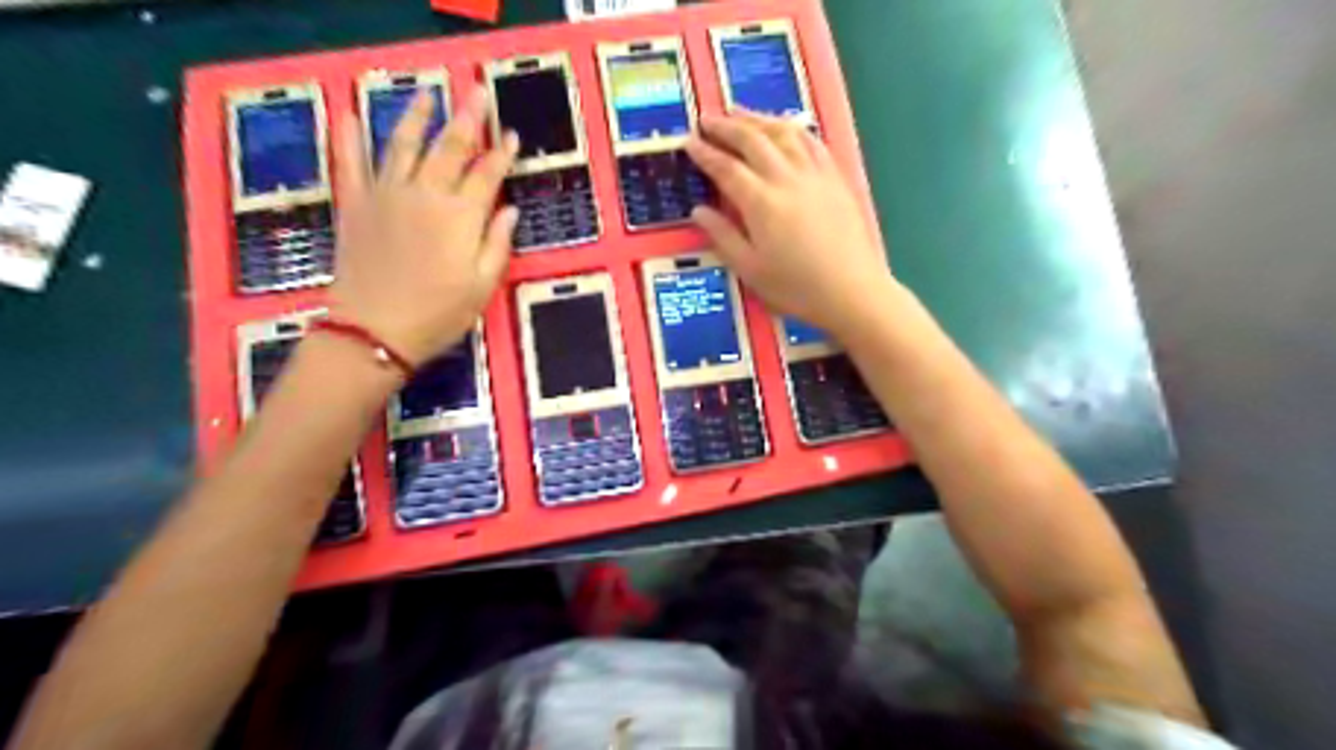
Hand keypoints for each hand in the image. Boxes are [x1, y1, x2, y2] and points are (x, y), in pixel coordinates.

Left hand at [329, 89, 521, 369]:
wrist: (373, 333)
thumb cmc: (438, 315)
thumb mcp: (482, 286)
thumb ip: (497, 243)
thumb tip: (510, 209)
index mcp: (460, 217)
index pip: (487, 175)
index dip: (501, 153)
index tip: (511, 134)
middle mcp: (425, 194)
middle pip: (449, 148)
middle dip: (467, 118)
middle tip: (476, 92)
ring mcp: (386, 195)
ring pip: (402, 144)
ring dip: (417, 116)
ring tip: (428, 93)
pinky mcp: (355, 204)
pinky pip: (350, 164)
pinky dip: (347, 138)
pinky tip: (347, 115)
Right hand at [688, 113, 895, 336]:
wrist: (852, 291)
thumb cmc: (796, 287)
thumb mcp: (750, 270)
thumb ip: (723, 236)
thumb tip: (698, 210)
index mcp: (761, 202)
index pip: (726, 168)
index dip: (705, 152)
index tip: (688, 141)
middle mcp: (786, 178)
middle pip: (752, 139)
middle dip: (726, 126)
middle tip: (706, 120)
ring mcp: (814, 173)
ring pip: (783, 131)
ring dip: (757, 118)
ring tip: (739, 114)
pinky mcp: (835, 177)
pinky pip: (811, 140)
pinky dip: (791, 128)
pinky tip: (784, 128)